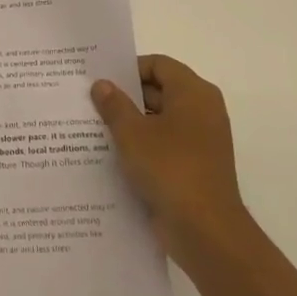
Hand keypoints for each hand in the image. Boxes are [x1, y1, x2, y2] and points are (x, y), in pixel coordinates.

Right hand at [91, 55, 249, 257]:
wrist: (205, 230)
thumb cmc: (169, 168)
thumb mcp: (132, 133)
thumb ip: (114, 105)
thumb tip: (102, 84)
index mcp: (193, 92)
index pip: (158, 65)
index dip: (128, 69)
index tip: (100, 80)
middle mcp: (203, 110)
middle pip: (160, 90)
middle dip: (126, 97)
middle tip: (90, 103)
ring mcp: (201, 140)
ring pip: (161, 120)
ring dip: (132, 124)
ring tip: (95, 129)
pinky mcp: (196, 166)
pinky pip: (165, 145)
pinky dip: (143, 146)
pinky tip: (114, 156)